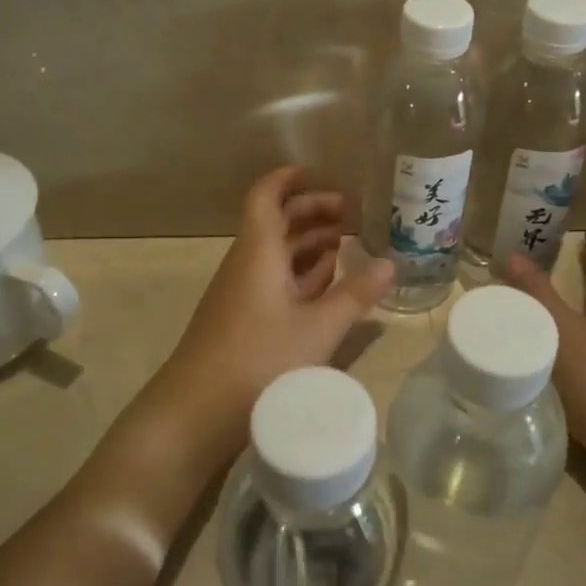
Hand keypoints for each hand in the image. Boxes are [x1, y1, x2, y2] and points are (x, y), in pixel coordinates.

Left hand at [145, 166, 392, 470]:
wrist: (194, 414)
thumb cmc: (258, 360)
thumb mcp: (318, 329)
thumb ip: (355, 295)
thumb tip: (391, 264)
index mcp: (259, 251)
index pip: (266, 196)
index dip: (290, 179)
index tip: (322, 171)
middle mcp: (247, 263)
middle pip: (276, 222)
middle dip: (312, 211)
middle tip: (353, 213)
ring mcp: (243, 292)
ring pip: (277, 253)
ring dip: (310, 243)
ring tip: (349, 242)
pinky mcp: (244, 319)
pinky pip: (275, 280)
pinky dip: (302, 273)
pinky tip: (328, 283)